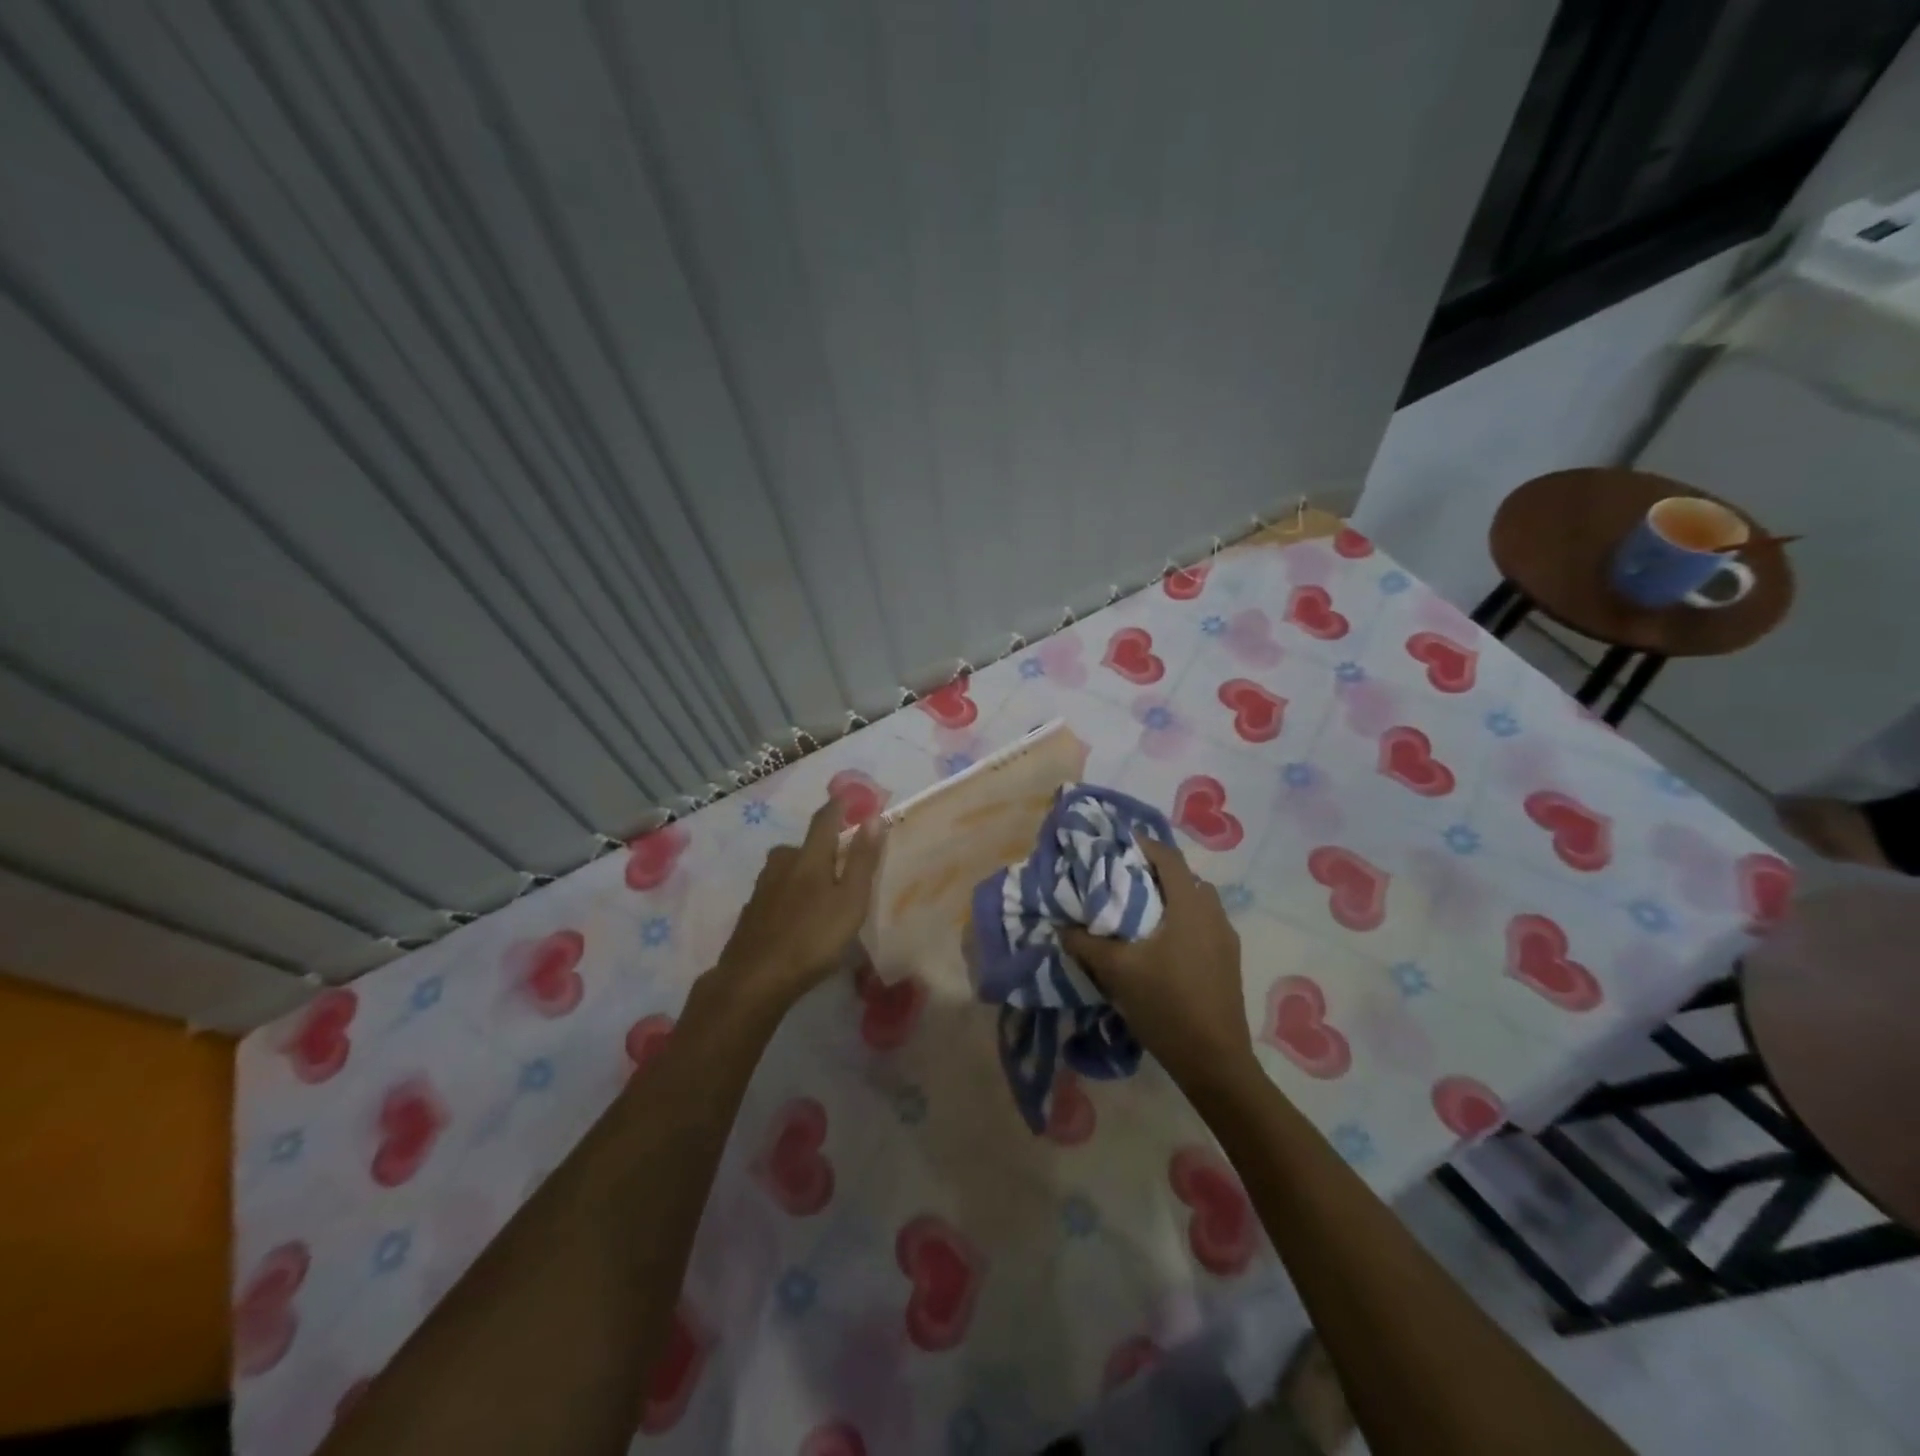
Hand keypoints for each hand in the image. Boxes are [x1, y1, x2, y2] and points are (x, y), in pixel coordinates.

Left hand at [713, 795, 886, 1015]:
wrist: (754, 979)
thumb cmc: (813, 938)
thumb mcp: (850, 901)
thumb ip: (861, 860)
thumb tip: (873, 817)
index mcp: (808, 857)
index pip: (824, 820)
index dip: (838, 806)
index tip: (850, 798)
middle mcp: (781, 864)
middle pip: (803, 846)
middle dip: (821, 847)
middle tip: (840, 863)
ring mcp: (761, 888)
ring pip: (786, 869)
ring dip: (804, 872)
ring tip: (821, 893)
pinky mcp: (751, 912)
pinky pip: (775, 892)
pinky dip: (789, 895)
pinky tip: (797, 917)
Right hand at [1061, 835, 1255, 1095]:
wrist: (1214, 1062)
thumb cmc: (1166, 1005)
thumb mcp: (1117, 972)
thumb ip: (1086, 944)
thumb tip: (1062, 926)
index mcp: (1190, 906)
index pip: (1168, 857)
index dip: (1141, 844)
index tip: (1114, 845)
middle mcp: (1214, 914)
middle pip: (1184, 878)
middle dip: (1153, 872)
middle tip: (1120, 879)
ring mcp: (1226, 940)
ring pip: (1195, 903)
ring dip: (1169, 899)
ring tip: (1137, 912)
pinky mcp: (1227, 963)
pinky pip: (1202, 926)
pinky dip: (1180, 922)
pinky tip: (1159, 946)